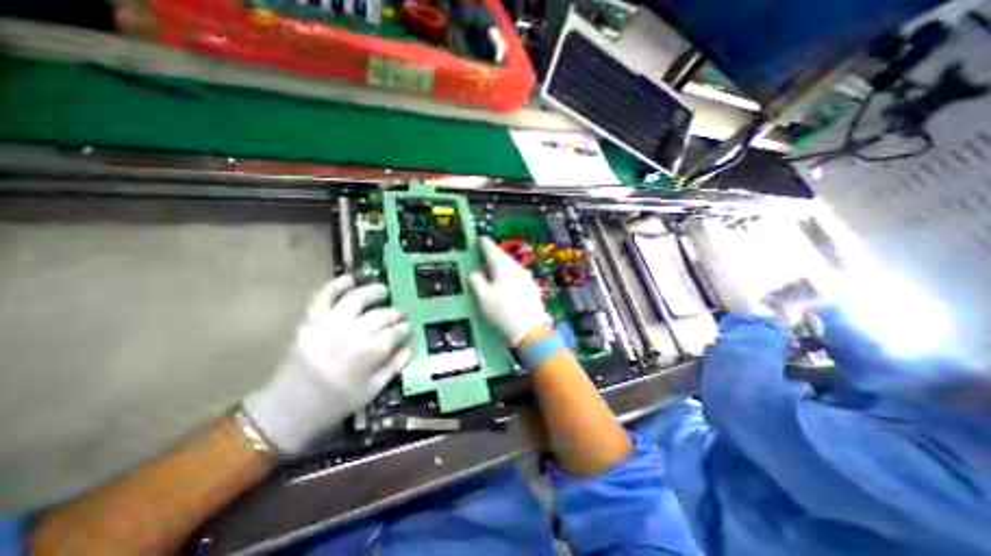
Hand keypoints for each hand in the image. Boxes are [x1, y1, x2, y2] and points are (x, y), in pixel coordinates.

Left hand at [243, 276, 410, 454]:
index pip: (394, 333)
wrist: (288, 409)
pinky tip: (350, 279)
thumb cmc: (335, 403)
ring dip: (373, 291)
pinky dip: (336, 284)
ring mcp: (329, 324)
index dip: (404, 328)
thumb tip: (409, 346)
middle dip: (395, 313)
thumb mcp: (372, 391)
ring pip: (357, 299)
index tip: (408, 327)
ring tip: (383, 290)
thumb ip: (394, 366)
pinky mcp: (310, 320)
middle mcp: (350, 334)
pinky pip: (324, 296)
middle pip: (380, 315)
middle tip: (400, 314)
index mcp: (367, 354)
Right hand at [469, 237, 552, 344]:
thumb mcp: (482, 296)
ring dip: (501, 266)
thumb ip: (476, 280)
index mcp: (502, 265)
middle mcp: (516, 267)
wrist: (529, 329)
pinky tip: (506, 285)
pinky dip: (509, 277)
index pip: (491, 248)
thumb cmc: (501, 310)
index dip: (482, 243)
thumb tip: (474, 272)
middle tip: (483, 256)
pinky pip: (517, 276)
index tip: (478, 240)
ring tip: (493, 271)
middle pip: (502, 256)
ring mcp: (526, 277)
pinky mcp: (531, 287)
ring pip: (511, 266)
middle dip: (493, 255)